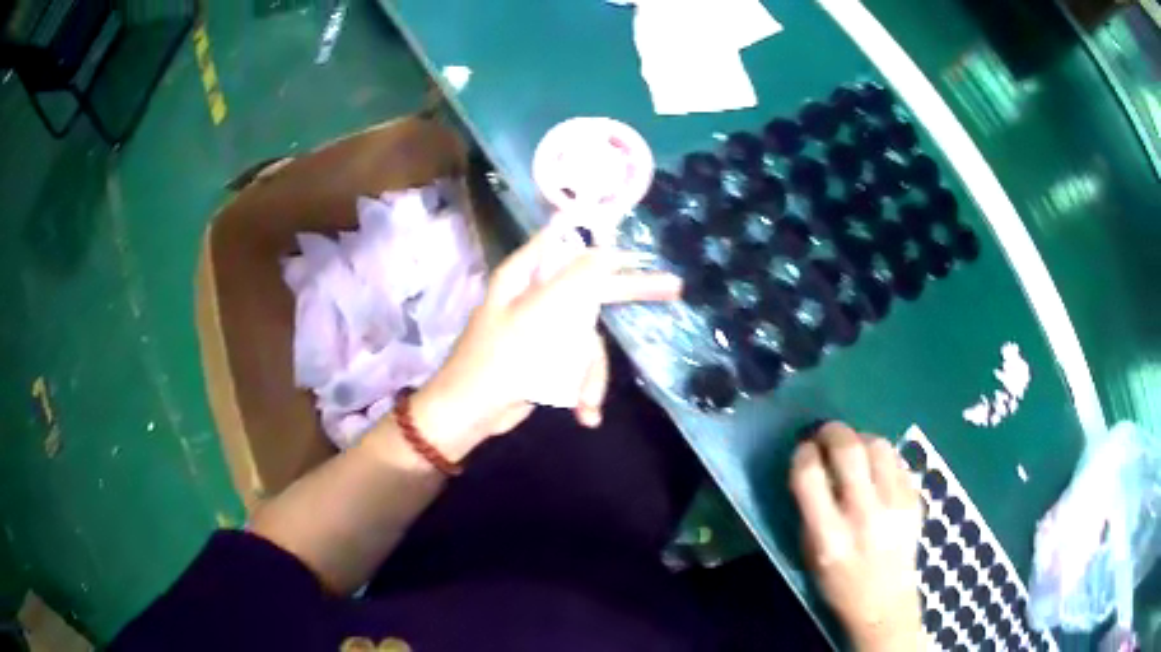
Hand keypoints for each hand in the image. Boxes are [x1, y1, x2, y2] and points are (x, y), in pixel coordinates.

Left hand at [408, 219, 682, 461]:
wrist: (471, 413)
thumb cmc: (499, 359)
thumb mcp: (540, 314)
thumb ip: (576, 280)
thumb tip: (607, 251)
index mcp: (525, 274)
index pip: (570, 243)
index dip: (604, 239)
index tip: (641, 243)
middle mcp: (536, 295)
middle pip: (591, 288)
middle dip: (627, 297)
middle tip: (672, 286)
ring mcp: (544, 328)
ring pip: (587, 339)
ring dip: (590, 374)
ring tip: (585, 403)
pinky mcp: (547, 358)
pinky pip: (576, 363)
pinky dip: (581, 386)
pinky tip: (583, 411)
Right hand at [789, 422, 923, 651]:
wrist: (885, 604)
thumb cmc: (838, 584)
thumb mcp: (810, 554)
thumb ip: (810, 510)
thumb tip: (812, 465)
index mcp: (828, 536)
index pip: (809, 476)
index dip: (803, 454)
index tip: (803, 450)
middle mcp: (863, 516)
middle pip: (848, 450)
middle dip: (832, 432)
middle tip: (825, 434)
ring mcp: (894, 506)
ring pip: (877, 446)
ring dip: (860, 439)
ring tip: (854, 448)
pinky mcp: (915, 500)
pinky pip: (897, 461)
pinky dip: (882, 457)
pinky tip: (876, 469)